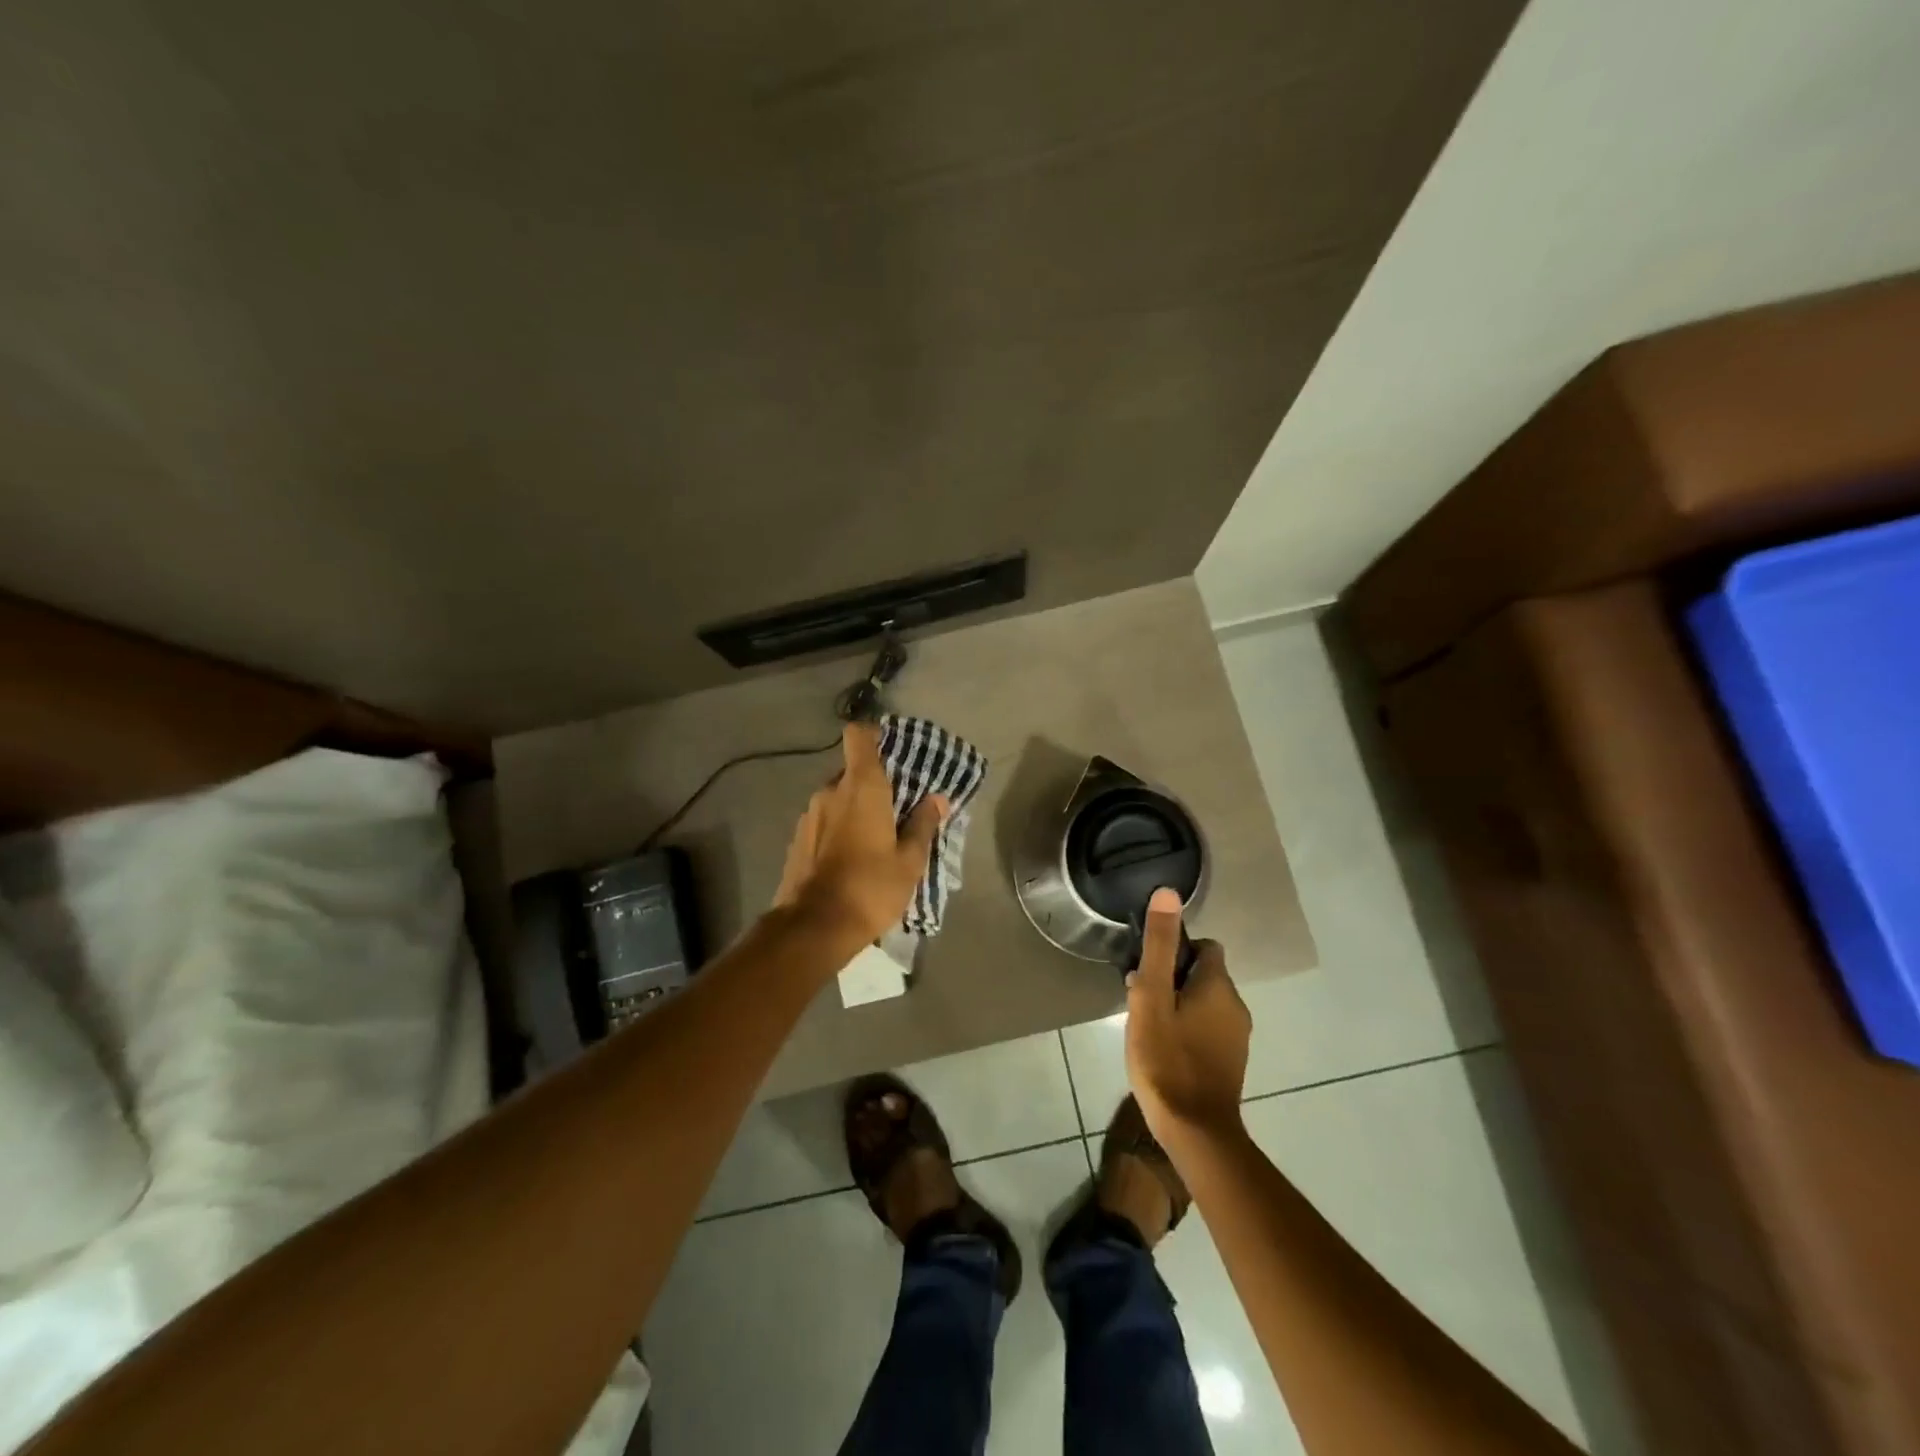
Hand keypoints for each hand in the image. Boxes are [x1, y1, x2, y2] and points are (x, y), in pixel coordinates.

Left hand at [773, 722, 947, 949]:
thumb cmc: (870, 888)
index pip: (859, 737)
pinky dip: (839, 829)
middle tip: (897, 808)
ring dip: (855, 810)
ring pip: (837, 799)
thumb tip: (937, 799)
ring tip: (876, 839)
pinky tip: (852, 858)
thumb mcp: (909, 861)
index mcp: (861, 788)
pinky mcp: (798, 840)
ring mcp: (809, 816)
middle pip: (852, 772)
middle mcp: (830, 792)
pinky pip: (824, 822)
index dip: (874, 735)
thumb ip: (923, 825)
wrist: (813, 928)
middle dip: (873, 784)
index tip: (891, 748)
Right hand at [1124, 887, 1250, 1144]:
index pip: (1204, 946)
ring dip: (1178, 1004)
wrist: (1195, 1130)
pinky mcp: (1232, 1061)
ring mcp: (1238, 1036)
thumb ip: (1159, 945)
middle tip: (1141, 1000)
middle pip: (1203, 974)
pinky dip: (1188, 1028)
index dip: (1175, 951)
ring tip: (1148, 1025)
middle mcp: (1237, 1005)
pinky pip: (1208, 1028)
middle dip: (1172, 978)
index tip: (1149, 970)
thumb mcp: (1151, 996)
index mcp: (1219, 985)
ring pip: (1204, 1002)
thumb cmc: (1166, 1057)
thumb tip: (1169, 892)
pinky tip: (1165, 1048)